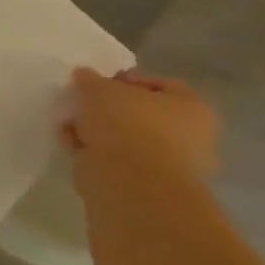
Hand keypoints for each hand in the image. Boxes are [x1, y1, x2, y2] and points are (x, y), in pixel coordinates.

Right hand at [63, 68, 219, 183]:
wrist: (131, 181)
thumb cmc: (126, 123)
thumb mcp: (99, 88)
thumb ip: (91, 79)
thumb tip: (85, 77)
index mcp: (194, 109)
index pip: (160, 85)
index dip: (126, 80)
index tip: (98, 83)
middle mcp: (193, 137)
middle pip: (143, 114)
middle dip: (109, 110)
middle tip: (83, 105)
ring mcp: (173, 166)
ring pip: (128, 139)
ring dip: (99, 131)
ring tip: (70, 126)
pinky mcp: (150, 187)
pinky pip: (119, 161)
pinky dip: (97, 153)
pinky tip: (73, 146)